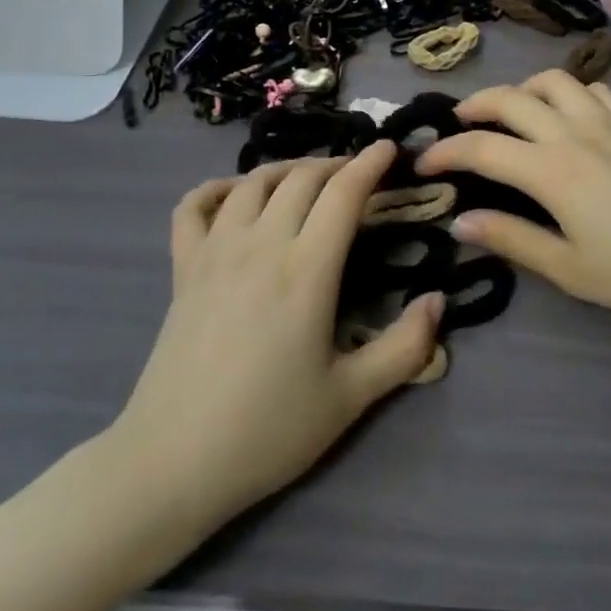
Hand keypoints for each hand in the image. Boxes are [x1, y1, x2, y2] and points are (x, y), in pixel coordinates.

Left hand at [110, 142, 443, 535]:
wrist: (172, 462)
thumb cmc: (268, 430)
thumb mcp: (350, 398)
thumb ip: (404, 348)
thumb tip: (438, 300)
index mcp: (306, 270)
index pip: (343, 194)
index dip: (370, 164)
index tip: (389, 148)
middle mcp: (260, 245)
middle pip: (302, 178)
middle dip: (335, 164)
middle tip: (357, 174)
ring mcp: (215, 251)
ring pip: (253, 182)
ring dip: (287, 169)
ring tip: (307, 179)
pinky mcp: (183, 268)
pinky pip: (193, 206)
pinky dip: (216, 189)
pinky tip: (233, 196)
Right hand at [416, 71, 610, 337]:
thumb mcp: (566, 268)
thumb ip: (510, 238)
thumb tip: (460, 221)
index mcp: (551, 170)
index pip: (481, 147)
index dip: (445, 151)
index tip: (424, 163)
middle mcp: (572, 132)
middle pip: (510, 97)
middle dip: (474, 105)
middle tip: (458, 125)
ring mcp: (607, 121)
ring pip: (553, 80)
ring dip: (522, 89)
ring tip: (511, 113)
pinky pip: (592, 88)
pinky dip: (568, 93)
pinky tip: (566, 116)